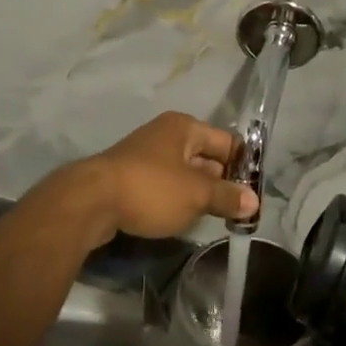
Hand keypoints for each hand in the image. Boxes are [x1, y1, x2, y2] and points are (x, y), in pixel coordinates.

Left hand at [74, 112, 253, 244]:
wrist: (91, 202)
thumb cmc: (151, 188)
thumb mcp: (196, 194)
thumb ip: (227, 196)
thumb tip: (254, 201)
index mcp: (185, 127)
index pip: (227, 142)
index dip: (243, 166)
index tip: (254, 194)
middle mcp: (166, 134)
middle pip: (206, 156)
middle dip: (222, 181)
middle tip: (238, 210)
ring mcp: (146, 155)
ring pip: (185, 173)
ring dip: (200, 193)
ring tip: (215, 217)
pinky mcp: (131, 177)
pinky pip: (165, 185)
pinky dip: (177, 199)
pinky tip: (183, 218)